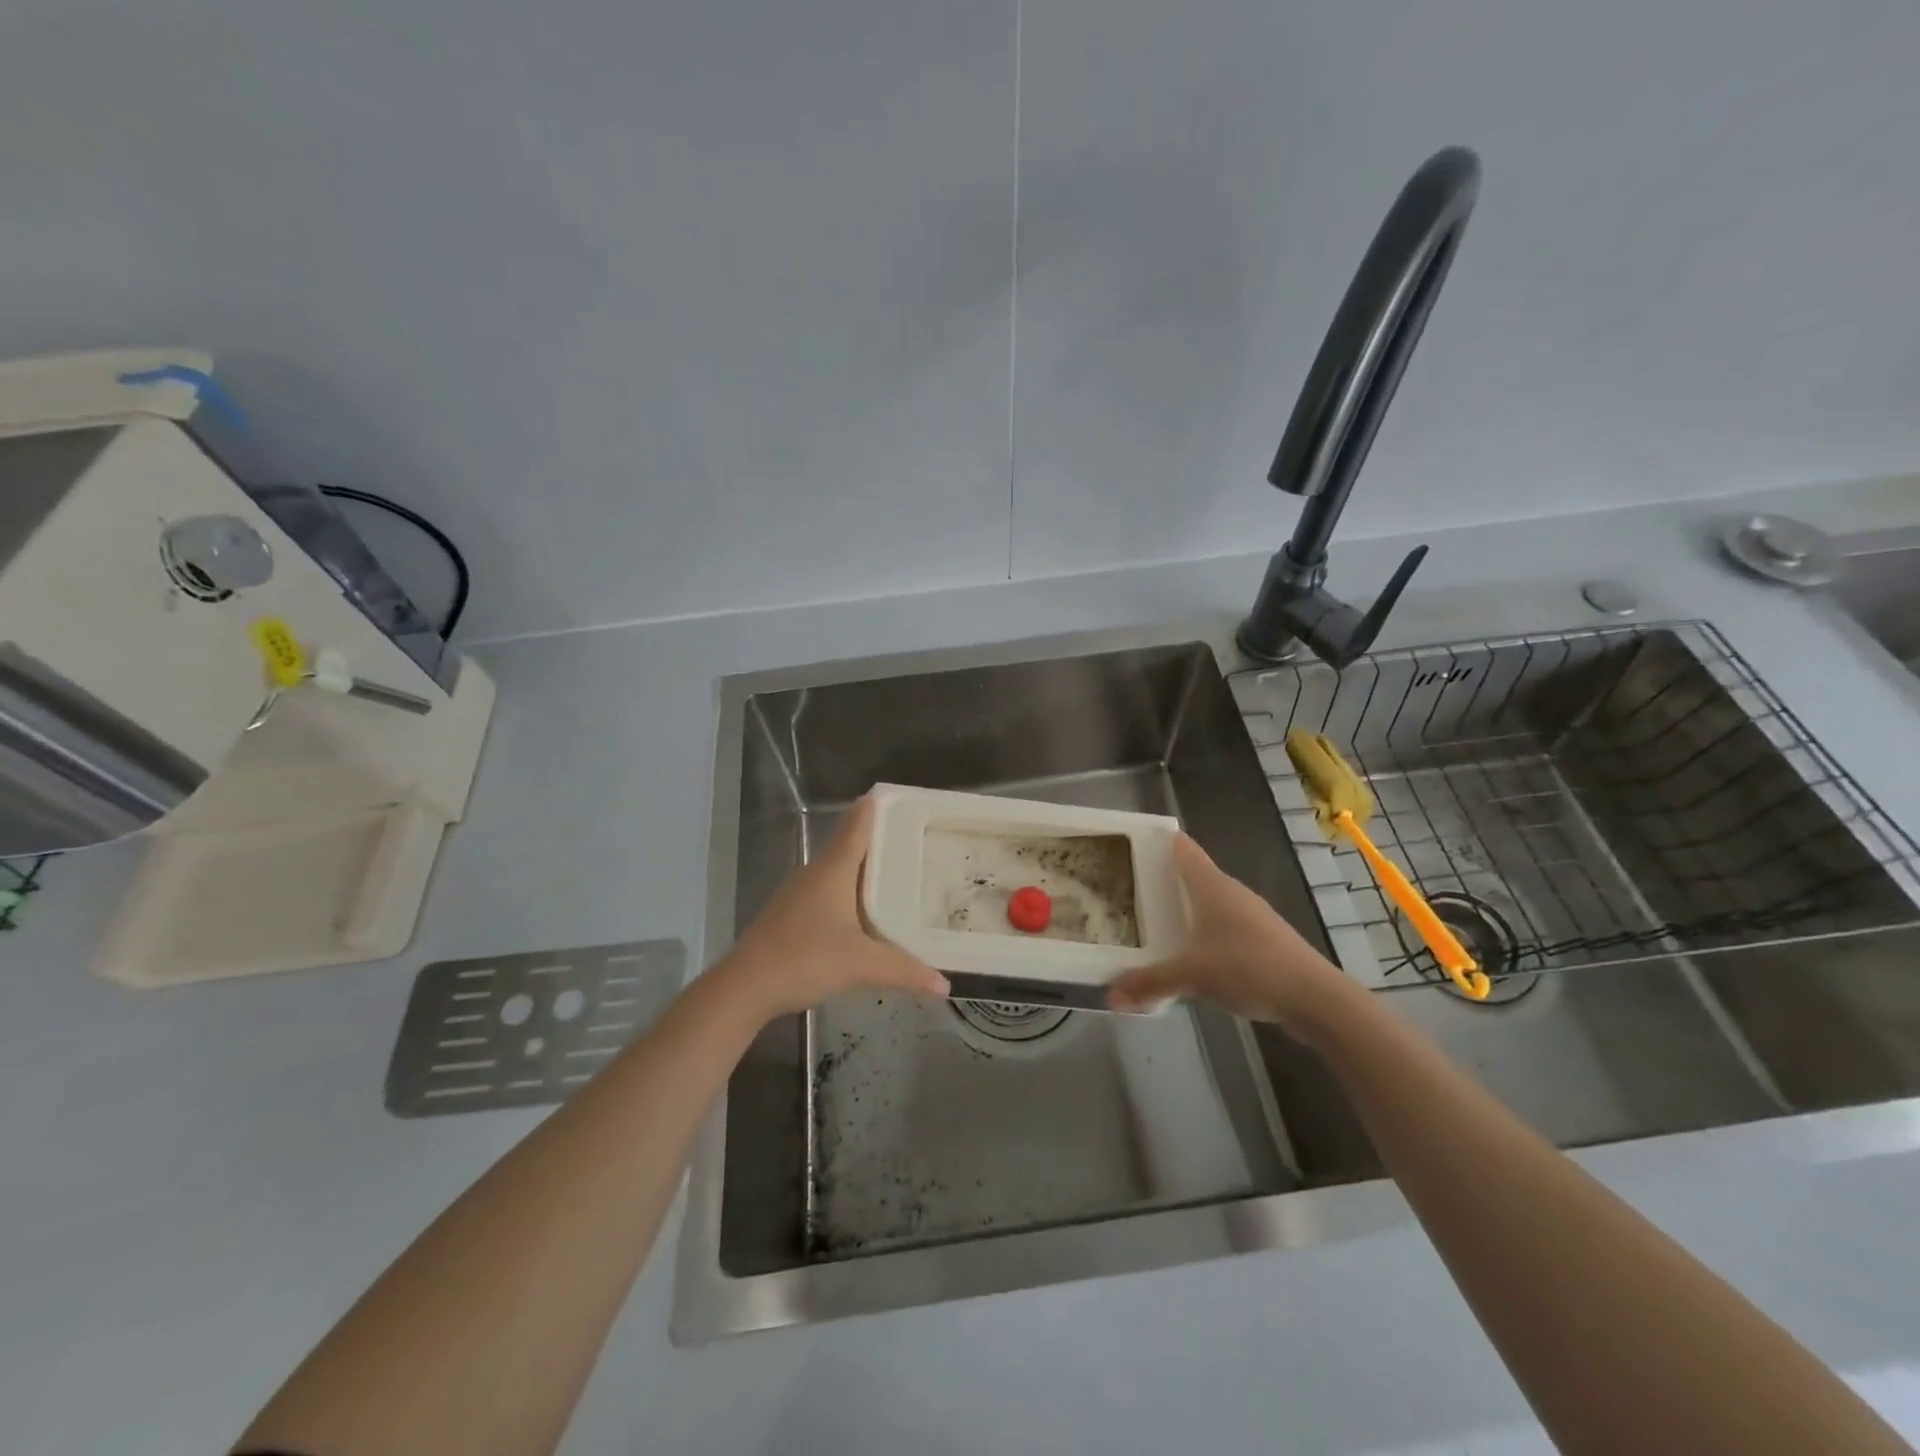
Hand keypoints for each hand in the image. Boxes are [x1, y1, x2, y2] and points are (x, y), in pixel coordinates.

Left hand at [715, 793, 949, 1021]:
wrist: (745, 987)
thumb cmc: (805, 959)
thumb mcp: (861, 965)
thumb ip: (904, 971)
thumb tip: (944, 986)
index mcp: (833, 869)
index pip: (857, 826)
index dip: (875, 808)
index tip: (897, 796)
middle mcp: (814, 873)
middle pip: (848, 845)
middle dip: (877, 839)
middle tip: (911, 838)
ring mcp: (797, 893)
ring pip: (836, 870)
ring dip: (862, 869)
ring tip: (894, 873)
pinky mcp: (789, 914)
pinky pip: (825, 891)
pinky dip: (847, 892)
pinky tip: (861, 912)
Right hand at [1106, 834, 1356, 1039]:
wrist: (1315, 998)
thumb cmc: (1249, 967)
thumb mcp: (1191, 976)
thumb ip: (1149, 983)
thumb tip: (1108, 996)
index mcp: (1212, 886)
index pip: (1183, 849)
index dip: (1159, 841)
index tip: (1132, 841)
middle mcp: (1231, 893)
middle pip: (1193, 876)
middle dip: (1164, 879)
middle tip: (1128, 886)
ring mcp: (1251, 916)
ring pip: (1210, 903)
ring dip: (1186, 909)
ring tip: (1153, 921)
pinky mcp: (1263, 940)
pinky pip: (1223, 927)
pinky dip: (1204, 933)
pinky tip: (1191, 954)